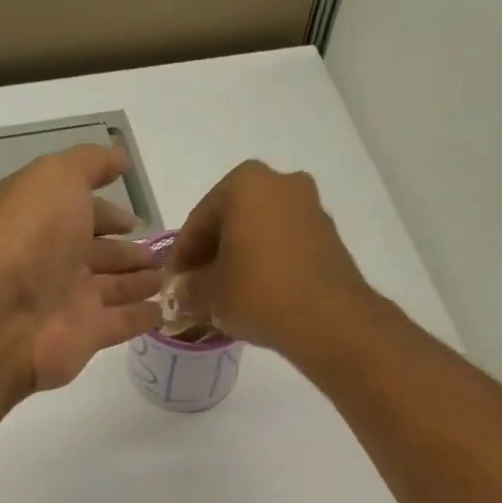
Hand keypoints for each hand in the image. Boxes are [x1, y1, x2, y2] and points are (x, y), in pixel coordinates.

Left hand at [0, 144, 163, 392]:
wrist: (1, 312)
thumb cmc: (29, 234)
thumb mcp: (58, 177)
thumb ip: (91, 164)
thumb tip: (121, 158)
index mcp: (42, 219)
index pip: (81, 214)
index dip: (108, 213)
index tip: (136, 219)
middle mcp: (53, 260)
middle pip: (98, 254)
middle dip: (128, 252)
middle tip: (161, 254)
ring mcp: (69, 301)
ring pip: (113, 289)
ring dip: (139, 283)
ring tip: (168, 278)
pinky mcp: (86, 336)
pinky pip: (121, 323)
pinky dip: (142, 317)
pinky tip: (164, 311)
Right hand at [168, 161, 373, 354]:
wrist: (328, 319)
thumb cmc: (258, 293)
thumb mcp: (210, 294)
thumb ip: (189, 288)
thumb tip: (180, 292)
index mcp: (245, 183)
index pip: (199, 220)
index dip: (182, 256)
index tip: (173, 283)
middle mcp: (281, 183)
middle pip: (232, 220)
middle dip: (212, 253)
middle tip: (196, 287)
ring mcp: (310, 207)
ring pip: (260, 232)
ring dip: (240, 258)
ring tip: (225, 294)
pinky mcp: (328, 235)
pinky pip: (284, 245)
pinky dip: (266, 263)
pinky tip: (255, 293)